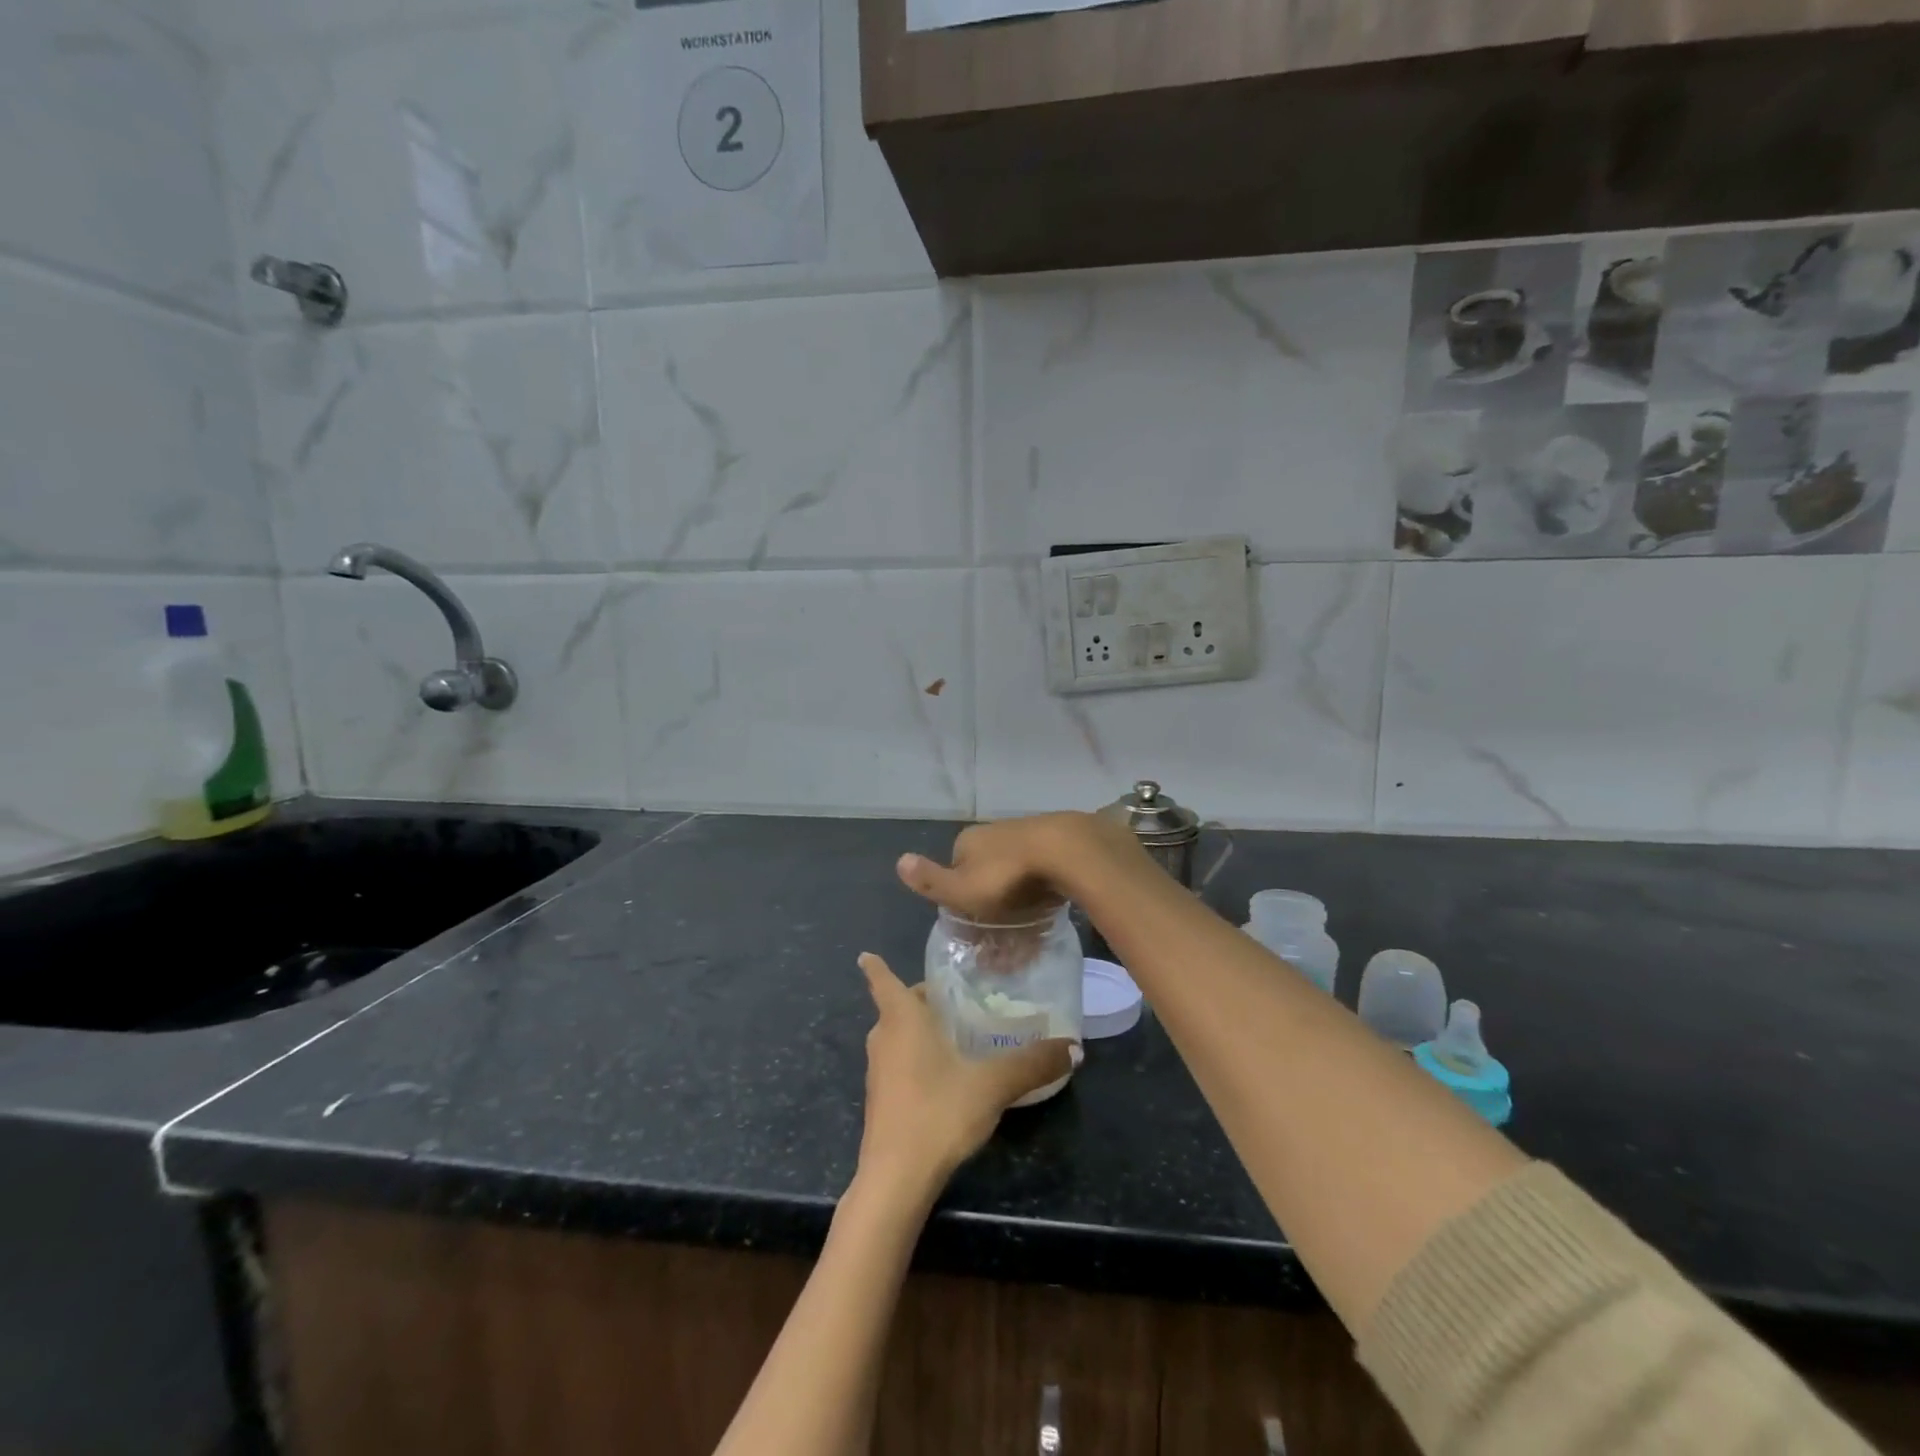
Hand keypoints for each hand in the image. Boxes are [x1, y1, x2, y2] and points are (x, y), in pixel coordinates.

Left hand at [854, 953, 1073, 1196]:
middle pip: (898, 1007)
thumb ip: (1032, 1063)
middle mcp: (884, 1038)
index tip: (867, 954)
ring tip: (957, 1031)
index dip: (875, 966)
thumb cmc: (938, 1112)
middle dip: (921, 999)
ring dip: (919, 1030)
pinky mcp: (881, 1100)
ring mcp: (878, 1071)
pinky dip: (917, 1057)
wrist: (897, 1178)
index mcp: (902, 1019)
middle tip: (955, 996)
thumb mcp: (992, 1085)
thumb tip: (1075, 1047)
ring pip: (898, 1036)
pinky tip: (947, 1074)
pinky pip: (899, 1063)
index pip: (882, 980)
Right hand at [895, 812, 1138, 923]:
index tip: (972, 934)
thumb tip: (899, 861)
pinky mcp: (1056, 848)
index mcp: (967, 842)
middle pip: (986, 878)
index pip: (955, 874)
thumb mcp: (960, 887)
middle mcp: (994, 835)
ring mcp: (1027, 838)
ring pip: (1015, 880)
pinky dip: (1040, 900)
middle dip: (991, 911)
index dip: (960, 904)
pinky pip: (1041, 880)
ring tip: (1027, 945)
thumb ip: (931, 880)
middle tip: (1002, 947)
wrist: (1065, 852)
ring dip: (1017, 910)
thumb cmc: (1005, 876)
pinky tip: (1048, 923)